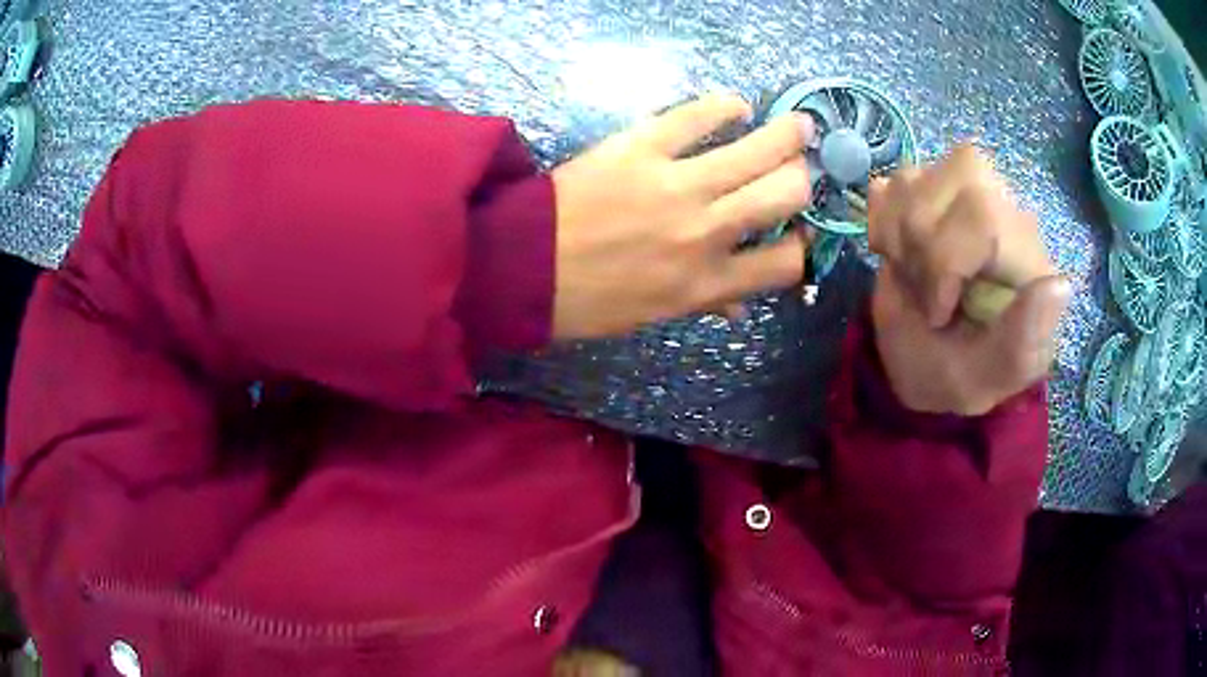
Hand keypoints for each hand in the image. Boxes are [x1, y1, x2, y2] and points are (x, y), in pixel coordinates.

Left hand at [551, 93, 815, 338]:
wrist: (519, 266)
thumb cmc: (586, 301)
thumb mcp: (653, 315)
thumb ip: (705, 302)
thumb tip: (739, 303)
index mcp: (706, 284)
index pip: (788, 263)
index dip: (806, 244)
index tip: (800, 230)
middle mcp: (705, 233)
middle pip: (787, 194)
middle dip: (802, 181)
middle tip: (797, 169)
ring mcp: (677, 185)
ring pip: (759, 150)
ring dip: (789, 135)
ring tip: (798, 127)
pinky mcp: (642, 147)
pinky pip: (698, 115)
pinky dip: (726, 106)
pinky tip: (736, 107)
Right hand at [867, 145, 1070, 415]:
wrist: (922, 362)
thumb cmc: (963, 372)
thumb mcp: (997, 372)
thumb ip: (1026, 338)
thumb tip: (1059, 286)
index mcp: (1028, 255)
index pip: (985, 215)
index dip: (945, 260)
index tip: (938, 313)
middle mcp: (1001, 209)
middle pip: (956, 179)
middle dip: (921, 244)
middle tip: (926, 292)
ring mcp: (960, 194)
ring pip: (915, 178)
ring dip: (899, 239)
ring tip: (914, 278)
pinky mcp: (923, 191)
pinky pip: (890, 183)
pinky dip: (882, 224)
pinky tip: (899, 255)